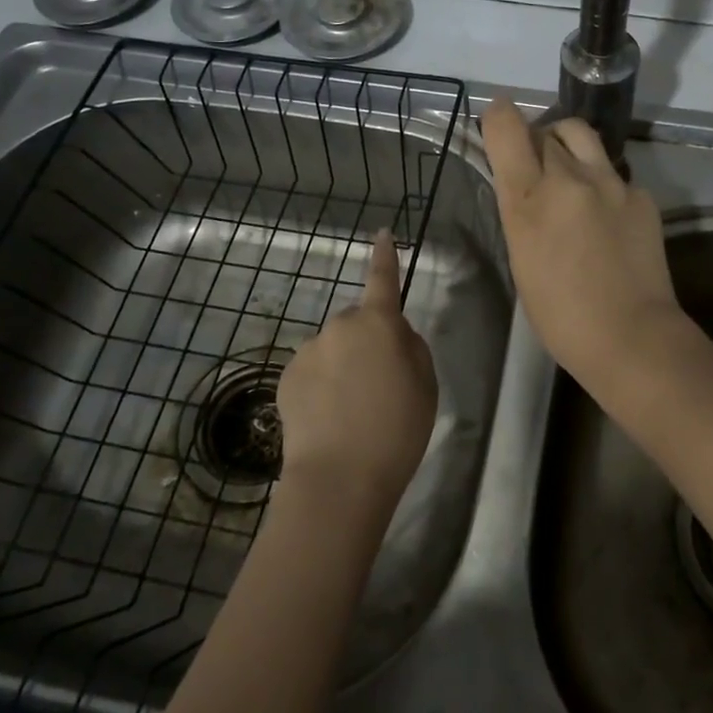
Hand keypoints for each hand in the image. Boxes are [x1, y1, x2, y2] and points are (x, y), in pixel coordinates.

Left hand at [275, 230, 437, 509]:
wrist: (338, 478)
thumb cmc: (395, 430)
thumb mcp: (426, 385)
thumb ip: (411, 348)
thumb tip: (394, 334)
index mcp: (379, 324)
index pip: (383, 280)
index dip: (384, 256)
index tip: (381, 233)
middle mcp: (339, 327)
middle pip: (357, 323)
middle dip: (367, 341)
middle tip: (381, 383)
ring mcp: (309, 351)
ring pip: (333, 349)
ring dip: (343, 366)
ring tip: (353, 410)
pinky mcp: (287, 377)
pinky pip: (312, 370)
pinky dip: (321, 385)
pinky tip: (329, 418)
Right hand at [480, 100, 687, 385]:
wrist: (631, 336)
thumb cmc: (560, 314)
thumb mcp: (522, 257)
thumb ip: (521, 210)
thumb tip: (524, 183)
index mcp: (528, 199)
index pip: (507, 127)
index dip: (499, 115)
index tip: (498, 119)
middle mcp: (568, 178)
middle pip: (545, 129)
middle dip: (534, 139)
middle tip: (534, 164)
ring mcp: (610, 182)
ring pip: (581, 134)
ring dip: (566, 142)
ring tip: (568, 168)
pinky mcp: (641, 194)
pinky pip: (613, 172)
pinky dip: (601, 181)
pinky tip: (605, 214)